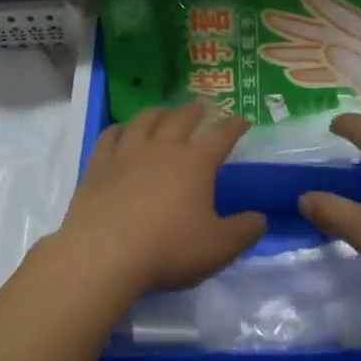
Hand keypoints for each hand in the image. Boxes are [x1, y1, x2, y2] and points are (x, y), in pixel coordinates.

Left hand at [54, 103, 267, 296]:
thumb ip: (244, 231)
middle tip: (203, 107)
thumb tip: (260, 219)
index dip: (234, 125)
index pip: (221, 135)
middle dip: (196, 110)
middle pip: (182, 118)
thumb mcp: (218, 247)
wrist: (103, 253)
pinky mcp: (99, 163)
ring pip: (146, 119)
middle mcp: (163, 147)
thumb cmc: (168, 248)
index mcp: (196, 161)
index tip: (243, 119)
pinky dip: (121, 128)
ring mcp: (127, 151)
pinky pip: (111, 135)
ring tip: (165, 112)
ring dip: (160, 112)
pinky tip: (122, 131)